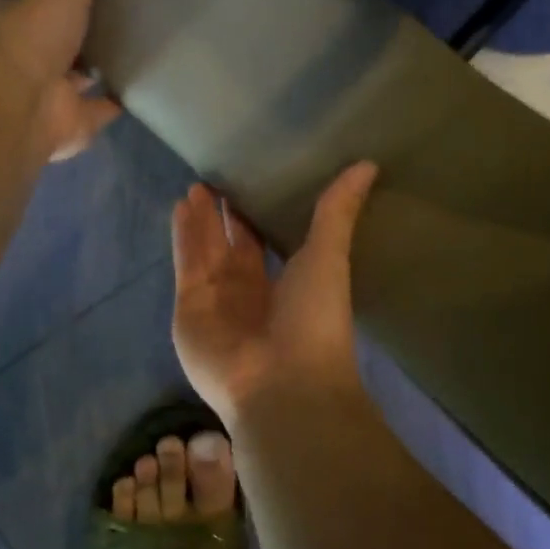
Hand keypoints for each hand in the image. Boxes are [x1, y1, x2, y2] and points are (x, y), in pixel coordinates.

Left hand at [0, 0, 123, 161]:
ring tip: (133, 41)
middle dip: (78, 28)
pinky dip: (117, 99)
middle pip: (57, 38)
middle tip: (115, 6)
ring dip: (97, 65)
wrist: (19, 108)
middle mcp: (28, 57)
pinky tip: (140, 84)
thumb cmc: (32, 41)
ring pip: (78, 74)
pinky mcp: (73, 121)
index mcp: (14, 20)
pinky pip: (102, 107)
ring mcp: (50, 91)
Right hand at [171, 162, 378, 423]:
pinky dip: (183, 235)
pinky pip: (186, 263)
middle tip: (217, 179)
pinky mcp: (189, 308)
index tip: (251, 182)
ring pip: (205, 250)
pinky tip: (181, 205)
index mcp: (283, 286)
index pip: (265, 244)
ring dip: (200, 220)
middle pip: (231, 246)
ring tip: (195, 185)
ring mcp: (216, 302)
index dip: (255, 216)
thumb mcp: (329, 258)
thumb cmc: (313, 321)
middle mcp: (248, 293)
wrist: (283, 384)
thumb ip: (337, 212)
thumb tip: (368, 164)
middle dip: (223, 216)